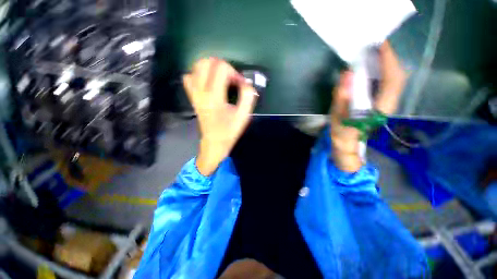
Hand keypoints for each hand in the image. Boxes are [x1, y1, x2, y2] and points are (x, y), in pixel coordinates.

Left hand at [183, 58, 257, 175]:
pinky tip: (208, 82)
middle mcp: (201, 92)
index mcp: (214, 96)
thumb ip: (247, 97)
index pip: (221, 68)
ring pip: (196, 67)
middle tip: (231, 79)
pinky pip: (189, 77)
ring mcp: (194, 94)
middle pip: (206, 62)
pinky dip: (199, 74)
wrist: (214, 142)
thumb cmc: (229, 131)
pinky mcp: (192, 97)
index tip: (240, 84)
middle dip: (222, 66)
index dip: (234, 72)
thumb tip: (246, 83)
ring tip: (221, 78)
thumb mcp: (243, 116)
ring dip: (211, 67)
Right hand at [330, 41, 405, 171]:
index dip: (388, 59)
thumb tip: (347, 73)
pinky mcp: (381, 101)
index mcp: (379, 108)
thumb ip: (341, 97)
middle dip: (389, 58)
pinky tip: (371, 66)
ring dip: (386, 63)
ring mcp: (386, 102)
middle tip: (374, 46)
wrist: (346, 142)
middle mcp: (388, 103)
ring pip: (394, 77)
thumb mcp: (337, 117)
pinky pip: (387, 81)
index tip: (378, 44)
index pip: (392, 78)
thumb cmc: (341, 132)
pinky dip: (382, 70)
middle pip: (397, 75)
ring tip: (373, 52)